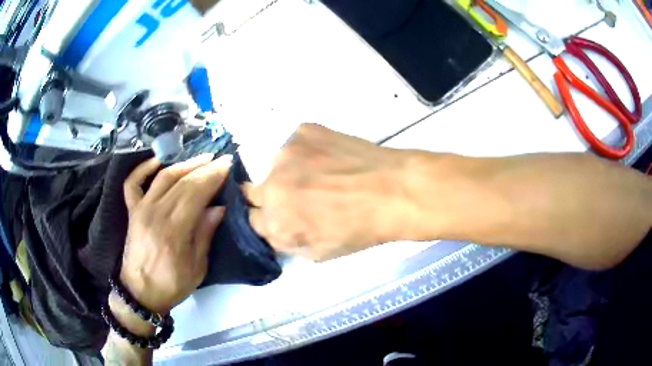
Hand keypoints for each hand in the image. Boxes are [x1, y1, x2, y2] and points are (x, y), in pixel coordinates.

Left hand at [119, 154, 231, 313]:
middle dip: (204, 168)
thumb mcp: (197, 268)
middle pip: (182, 182)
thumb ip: (205, 235)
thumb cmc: (171, 285)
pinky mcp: (132, 211)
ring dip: (183, 164)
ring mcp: (140, 210)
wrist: (140, 293)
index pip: (196, 193)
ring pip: (163, 177)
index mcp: (174, 232)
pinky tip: (156, 161)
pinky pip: (133, 183)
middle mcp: (155, 214)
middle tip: (221, 159)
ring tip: (202, 158)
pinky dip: (143, 169)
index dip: (213, 176)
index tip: (228, 165)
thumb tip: (219, 207)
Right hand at [244, 123, 413, 260]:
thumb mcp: (319, 252)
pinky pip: (294, 146)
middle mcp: (272, 184)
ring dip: (288, 173)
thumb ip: (287, 240)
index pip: (253, 220)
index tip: (284, 217)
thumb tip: (276, 226)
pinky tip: (330, 159)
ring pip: (275, 166)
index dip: (270, 220)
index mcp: (275, 221)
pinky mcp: (302, 131)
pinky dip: (306, 153)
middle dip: (272, 198)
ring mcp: (287, 152)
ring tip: (321, 176)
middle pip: (255, 191)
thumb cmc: (361, 228)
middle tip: (300, 197)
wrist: (394, 190)